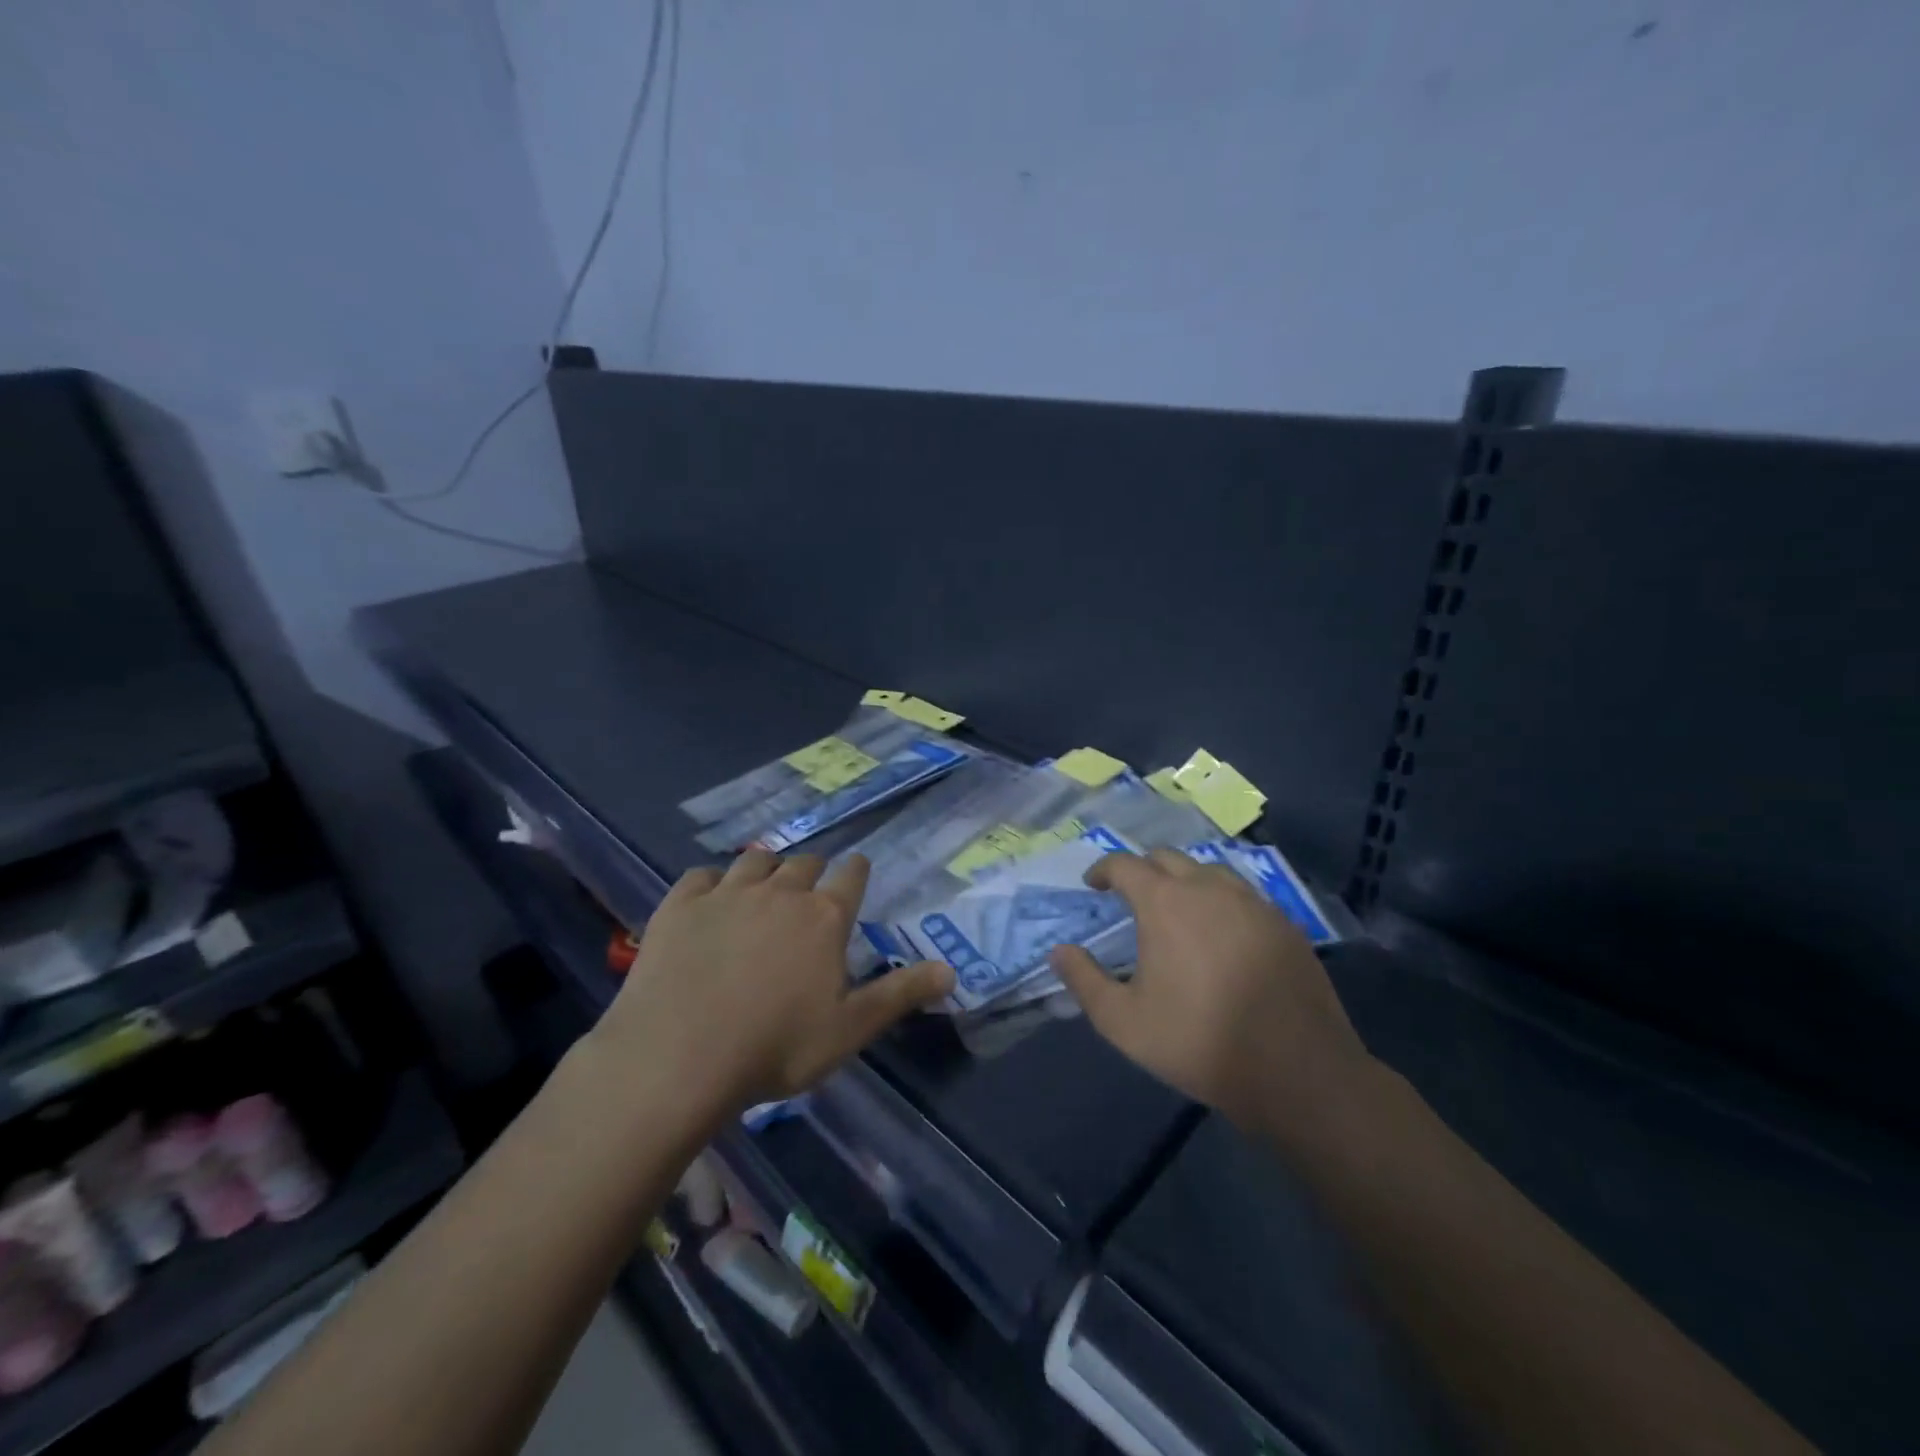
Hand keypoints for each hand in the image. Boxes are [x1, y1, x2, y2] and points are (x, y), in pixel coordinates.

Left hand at [594, 850, 953, 1115]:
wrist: (678, 1057)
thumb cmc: (775, 1048)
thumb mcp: (849, 1029)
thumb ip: (900, 994)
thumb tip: (952, 971)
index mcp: (824, 918)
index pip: (851, 876)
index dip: (856, 871)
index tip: (856, 870)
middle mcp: (780, 892)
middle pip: (803, 862)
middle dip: (812, 870)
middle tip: (809, 889)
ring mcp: (727, 894)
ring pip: (754, 860)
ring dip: (765, 867)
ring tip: (764, 885)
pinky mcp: (681, 905)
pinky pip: (701, 876)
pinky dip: (712, 882)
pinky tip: (711, 897)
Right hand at [1049, 849, 1374, 1138]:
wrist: (1295, 1070)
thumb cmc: (1198, 1042)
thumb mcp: (1123, 1021)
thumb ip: (1084, 980)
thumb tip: (1059, 951)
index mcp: (1165, 902)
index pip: (1125, 864)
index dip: (1104, 869)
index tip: (1094, 884)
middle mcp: (1208, 888)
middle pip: (1167, 858)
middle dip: (1142, 869)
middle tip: (1131, 895)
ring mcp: (1252, 902)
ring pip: (1209, 870)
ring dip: (1184, 879)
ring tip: (1177, 908)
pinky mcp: (1284, 923)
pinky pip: (1243, 894)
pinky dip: (1221, 899)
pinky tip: (1222, 931)